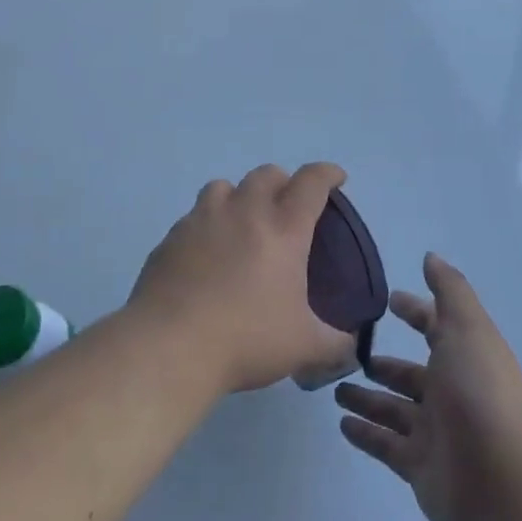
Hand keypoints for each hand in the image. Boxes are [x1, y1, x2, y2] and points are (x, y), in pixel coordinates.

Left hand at [128, 163, 355, 393]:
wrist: (170, 347)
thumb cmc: (246, 339)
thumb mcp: (303, 347)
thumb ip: (334, 342)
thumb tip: (351, 346)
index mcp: (284, 229)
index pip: (312, 183)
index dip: (327, 173)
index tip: (335, 177)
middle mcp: (244, 212)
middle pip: (267, 174)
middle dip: (282, 182)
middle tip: (286, 206)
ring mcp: (203, 220)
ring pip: (223, 186)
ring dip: (239, 195)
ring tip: (241, 222)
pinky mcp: (172, 238)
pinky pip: (193, 217)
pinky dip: (206, 225)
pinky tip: (206, 254)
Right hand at [335, 254, 521, 520]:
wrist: (504, 484)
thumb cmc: (481, 393)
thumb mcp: (468, 329)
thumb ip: (449, 292)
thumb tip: (430, 257)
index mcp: (465, 356)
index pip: (436, 328)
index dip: (416, 312)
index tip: (388, 301)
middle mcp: (451, 392)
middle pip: (411, 374)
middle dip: (384, 363)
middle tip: (348, 352)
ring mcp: (435, 432)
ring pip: (394, 409)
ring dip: (367, 398)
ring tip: (335, 388)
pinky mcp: (419, 467)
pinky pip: (385, 445)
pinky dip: (365, 434)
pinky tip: (341, 423)